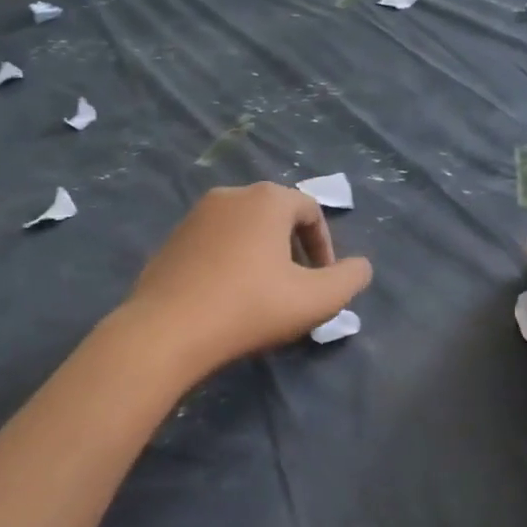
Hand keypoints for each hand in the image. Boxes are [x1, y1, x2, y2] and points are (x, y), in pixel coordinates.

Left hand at [126, 183, 372, 375]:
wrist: (166, 331)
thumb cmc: (250, 308)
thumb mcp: (316, 300)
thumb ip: (350, 279)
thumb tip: (360, 267)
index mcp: (267, 199)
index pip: (310, 210)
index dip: (325, 246)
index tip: (323, 281)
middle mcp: (230, 195)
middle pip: (276, 217)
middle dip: (293, 250)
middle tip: (296, 288)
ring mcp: (195, 216)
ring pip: (243, 230)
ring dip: (262, 256)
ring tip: (262, 295)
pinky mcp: (171, 240)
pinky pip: (214, 244)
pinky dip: (230, 263)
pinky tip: (226, 298)